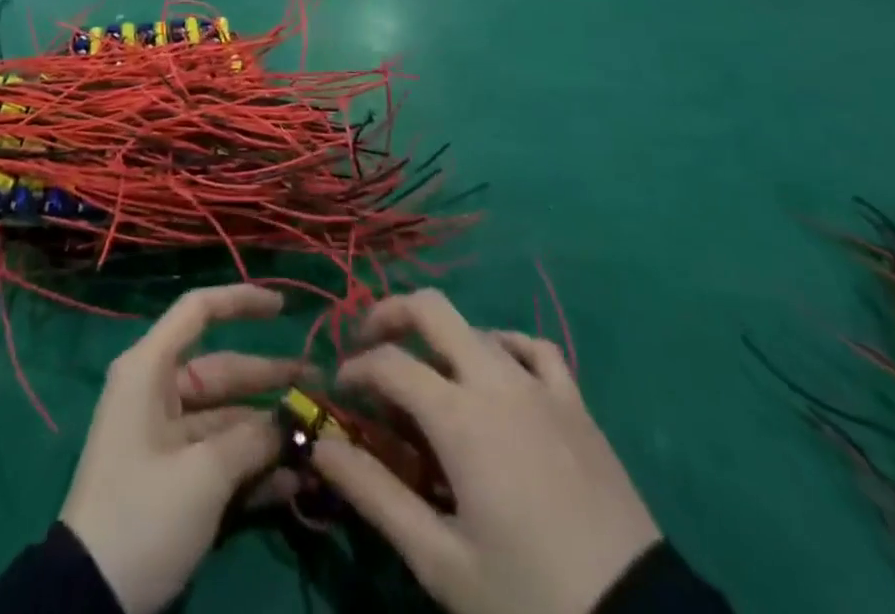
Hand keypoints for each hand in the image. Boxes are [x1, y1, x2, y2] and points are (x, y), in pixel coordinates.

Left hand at [60, 285, 301, 613]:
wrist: (87, 601)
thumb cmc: (142, 513)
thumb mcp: (203, 474)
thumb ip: (253, 439)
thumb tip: (295, 420)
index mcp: (150, 370)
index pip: (198, 311)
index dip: (241, 301)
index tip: (284, 307)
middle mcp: (158, 393)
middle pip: (222, 370)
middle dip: (271, 379)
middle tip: (321, 386)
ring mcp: (167, 438)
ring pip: (228, 418)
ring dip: (269, 430)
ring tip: (318, 439)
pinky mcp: (176, 479)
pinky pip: (221, 457)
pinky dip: (254, 466)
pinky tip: (295, 482)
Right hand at [312, 291, 660, 613]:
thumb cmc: (528, 598)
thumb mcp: (440, 561)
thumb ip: (374, 494)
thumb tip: (319, 446)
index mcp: (459, 415)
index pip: (389, 363)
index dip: (355, 369)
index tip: (340, 394)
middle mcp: (495, 380)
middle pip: (432, 309)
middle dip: (390, 313)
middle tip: (369, 343)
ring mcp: (540, 386)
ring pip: (478, 327)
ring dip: (442, 339)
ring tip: (429, 377)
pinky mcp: (576, 404)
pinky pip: (535, 349)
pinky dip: (506, 346)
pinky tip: (498, 371)